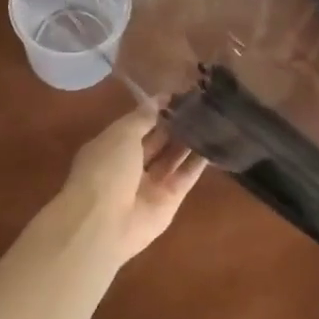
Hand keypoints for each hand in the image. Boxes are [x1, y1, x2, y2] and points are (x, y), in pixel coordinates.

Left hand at [57, 99, 206, 266]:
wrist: (104, 224)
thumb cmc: (106, 170)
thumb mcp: (122, 134)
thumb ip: (143, 117)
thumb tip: (160, 99)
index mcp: (112, 146)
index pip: (138, 123)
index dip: (157, 108)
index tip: (180, 94)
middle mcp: (130, 164)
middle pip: (157, 140)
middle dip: (175, 123)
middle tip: (201, 103)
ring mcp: (150, 184)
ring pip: (173, 157)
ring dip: (189, 139)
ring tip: (211, 118)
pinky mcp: (170, 200)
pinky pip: (186, 176)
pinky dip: (198, 162)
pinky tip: (215, 143)